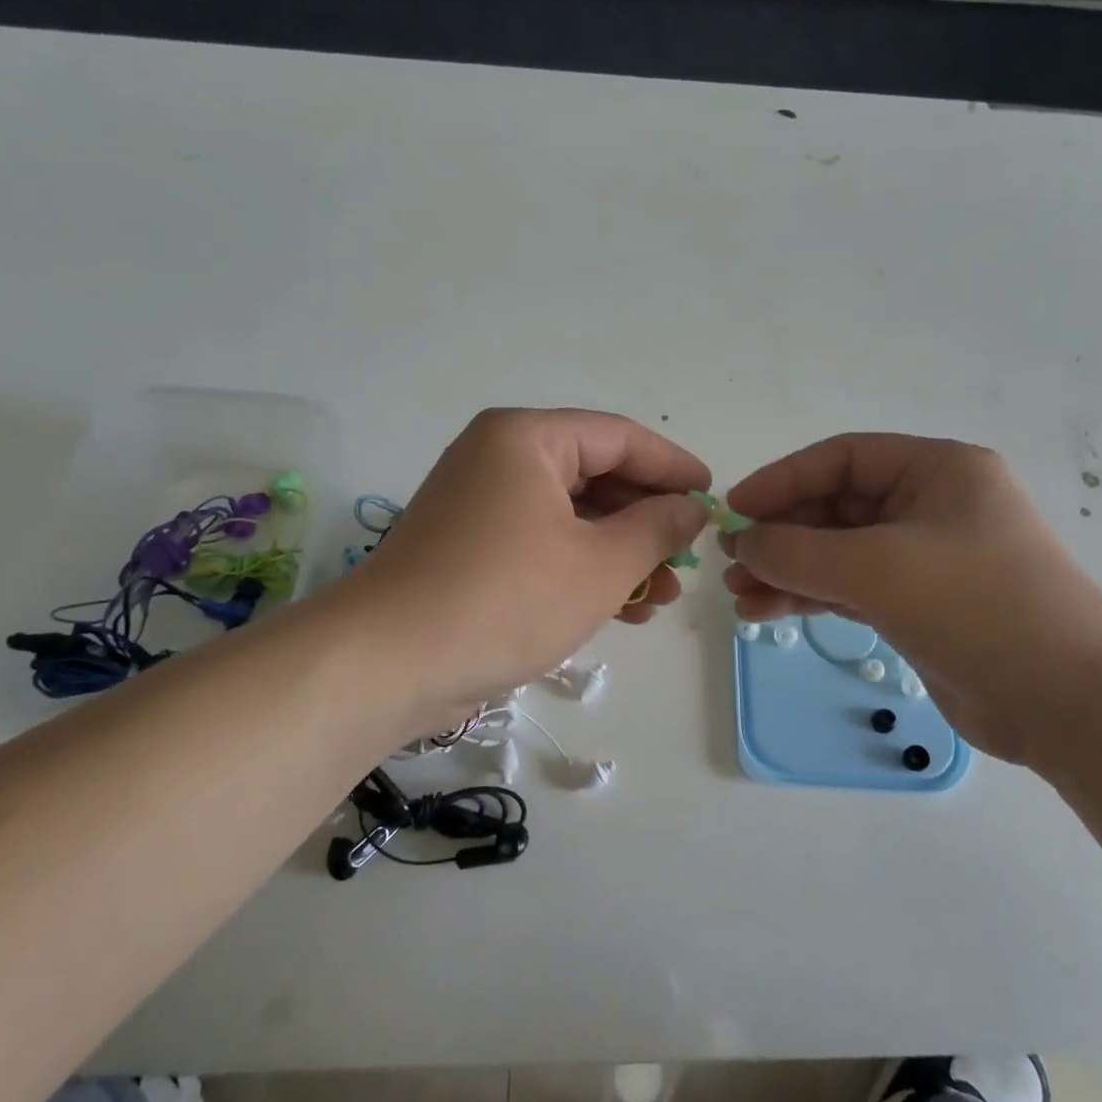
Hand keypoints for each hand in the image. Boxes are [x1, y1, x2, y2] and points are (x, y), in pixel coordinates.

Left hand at [345, 408, 710, 719]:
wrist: (387, 664)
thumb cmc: (506, 599)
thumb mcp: (600, 564)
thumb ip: (657, 528)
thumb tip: (692, 507)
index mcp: (527, 438)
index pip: (619, 438)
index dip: (673, 467)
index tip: (713, 497)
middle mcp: (499, 457)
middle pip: (595, 476)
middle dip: (647, 522)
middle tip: (688, 559)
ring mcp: (479, 503)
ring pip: (570, 517)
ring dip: (620, 554)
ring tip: (663, 597)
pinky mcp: (469, 547)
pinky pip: (541, 543)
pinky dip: (581, 569)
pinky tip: (621, 608)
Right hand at [722, 434, 1101, 764]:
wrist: (1068, 704)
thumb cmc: (977, 607)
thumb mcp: (877, 568)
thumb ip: (798, 550)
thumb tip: (744, 542)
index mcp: (938, 471)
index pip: (842, 459)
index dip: (782, 480)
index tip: (735, 511)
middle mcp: (932, 506)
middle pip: (836, 507)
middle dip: (781, 535)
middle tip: (731, 561)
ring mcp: (926, 558)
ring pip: (838, 553)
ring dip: (787, 571)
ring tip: (738, 595)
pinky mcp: (920, 605)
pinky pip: (850, 589)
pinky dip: (809, 598)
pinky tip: (765, 613)